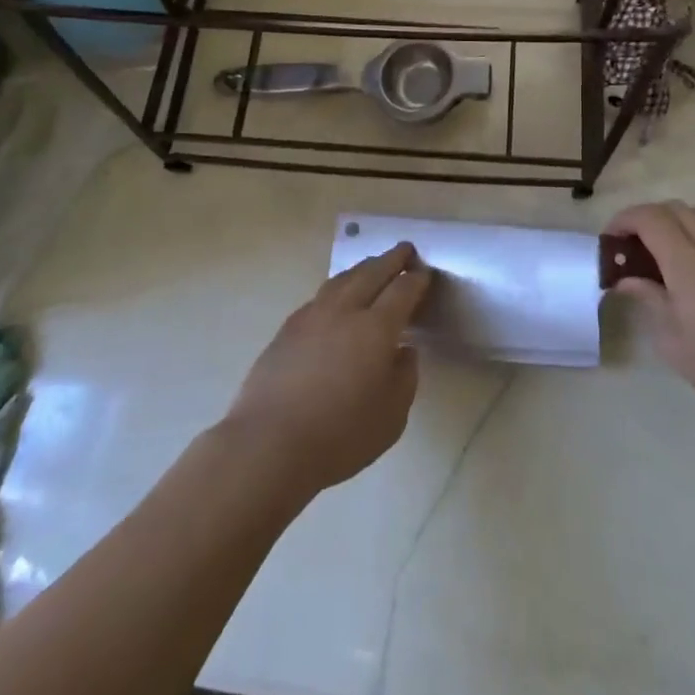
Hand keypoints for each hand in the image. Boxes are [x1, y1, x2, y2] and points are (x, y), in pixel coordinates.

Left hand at [222, 243, 431, 494]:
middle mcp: (344, 311)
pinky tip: (336, 298)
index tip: (425, 273)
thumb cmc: (340, 435)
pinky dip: (337, 288)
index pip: (402, 291)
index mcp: (376, 328)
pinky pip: (319, 296)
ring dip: (362, 268)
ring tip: (372, 266)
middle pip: (371, 273)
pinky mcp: (287, 329)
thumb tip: (404, 350)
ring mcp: (311, 316)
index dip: (416, 280)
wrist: (269, 445)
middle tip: (404, 250)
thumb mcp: (392, 417)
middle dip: (391, 259)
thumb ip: (405, 377)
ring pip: (342, 279)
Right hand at [607, 201, 694, 437]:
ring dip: (684, 220)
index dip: (625, 219)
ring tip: (675, 248)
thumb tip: (625, 280)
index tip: (612, 238)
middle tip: (636, 247)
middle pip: (676, 209)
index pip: (649, 218)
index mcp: (685, 261)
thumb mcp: (671, 338)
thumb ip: (647, 299)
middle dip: (649, 220)